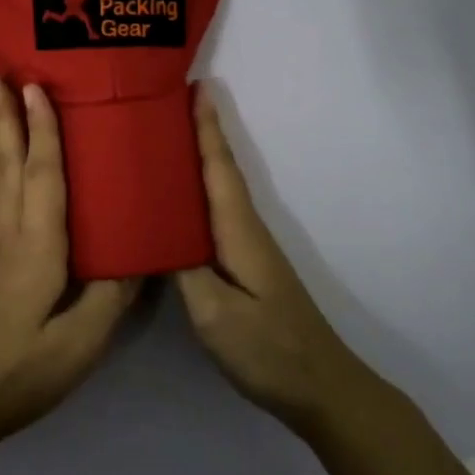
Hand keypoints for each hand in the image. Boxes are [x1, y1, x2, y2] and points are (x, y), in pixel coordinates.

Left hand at [0, 77, 139, 452]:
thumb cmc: (24, 371)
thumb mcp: (82, 342)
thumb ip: (112, 293)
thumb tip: (140, 249)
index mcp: (36, 248)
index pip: (41, 176)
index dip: (41, 130)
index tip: (35, 86)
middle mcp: (10, 235)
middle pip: (8, 164)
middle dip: (4, 115)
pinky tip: (3, 159)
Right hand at [175, 84, 380, 439]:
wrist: (320, 388)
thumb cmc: (268, 348)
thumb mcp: (215, 314)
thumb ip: (182, 268)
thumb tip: (154, 231)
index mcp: (238, 232)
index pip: (219, 168)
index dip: (206, 128)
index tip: (195, 87)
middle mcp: (245, 230)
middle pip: (220, 170)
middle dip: (199, 132)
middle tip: (166, 102)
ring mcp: (247, 249)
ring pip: (218, 190)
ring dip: (199, 158)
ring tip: (165, 137)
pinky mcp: (244, 266)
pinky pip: (215, 214)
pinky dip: (199, 191)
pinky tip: (178, 199)